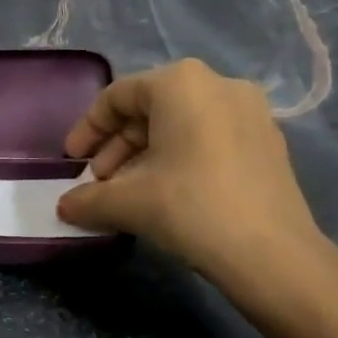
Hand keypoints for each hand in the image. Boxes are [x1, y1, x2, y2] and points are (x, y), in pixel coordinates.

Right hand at [57, 59, 337, 317]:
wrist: (272, 255)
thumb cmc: (190, 207)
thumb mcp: (127, 202)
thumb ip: (88, 199)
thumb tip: (65, 207)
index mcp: (180, 82)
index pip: (117, 96)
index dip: (87, 129)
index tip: (72, 163)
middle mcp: (218, 84)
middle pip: (150, 109)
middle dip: (117, 147)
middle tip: (100, 183)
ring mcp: (250, 112)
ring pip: (180, 126)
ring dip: (145, 156)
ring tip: (129, 194)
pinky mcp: (268, 142)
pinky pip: (209, 139)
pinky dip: (180, 159)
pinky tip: (167, 195)